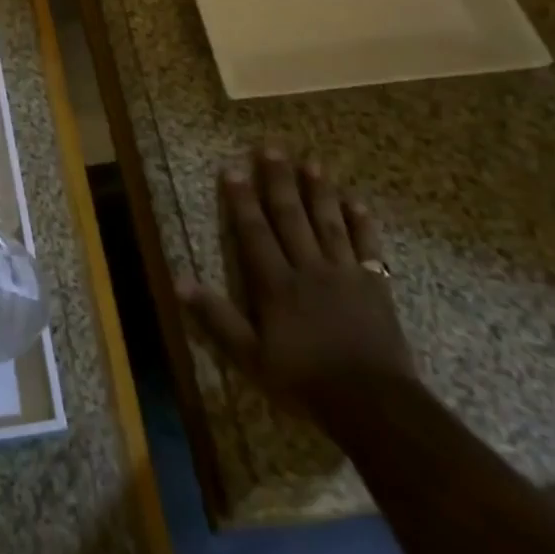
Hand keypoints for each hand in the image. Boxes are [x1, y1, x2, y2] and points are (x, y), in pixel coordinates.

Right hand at [178, 149, 414, 411]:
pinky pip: (367, 248)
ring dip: (319, 192)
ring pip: (328, 223)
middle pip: (291, 217)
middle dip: (279, 181)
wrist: (374, 406)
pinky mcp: (374, 287)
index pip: (254, 232)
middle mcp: (308, 268)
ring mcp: (344, 274)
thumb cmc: (306, 382)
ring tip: (312, 163)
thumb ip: (217, 318)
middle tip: (272, 147)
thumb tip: (179, 282)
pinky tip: (357, 203)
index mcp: (276, 284)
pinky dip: (362, 224)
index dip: (242, 200)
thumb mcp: (251, 358)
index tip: (233, 169)